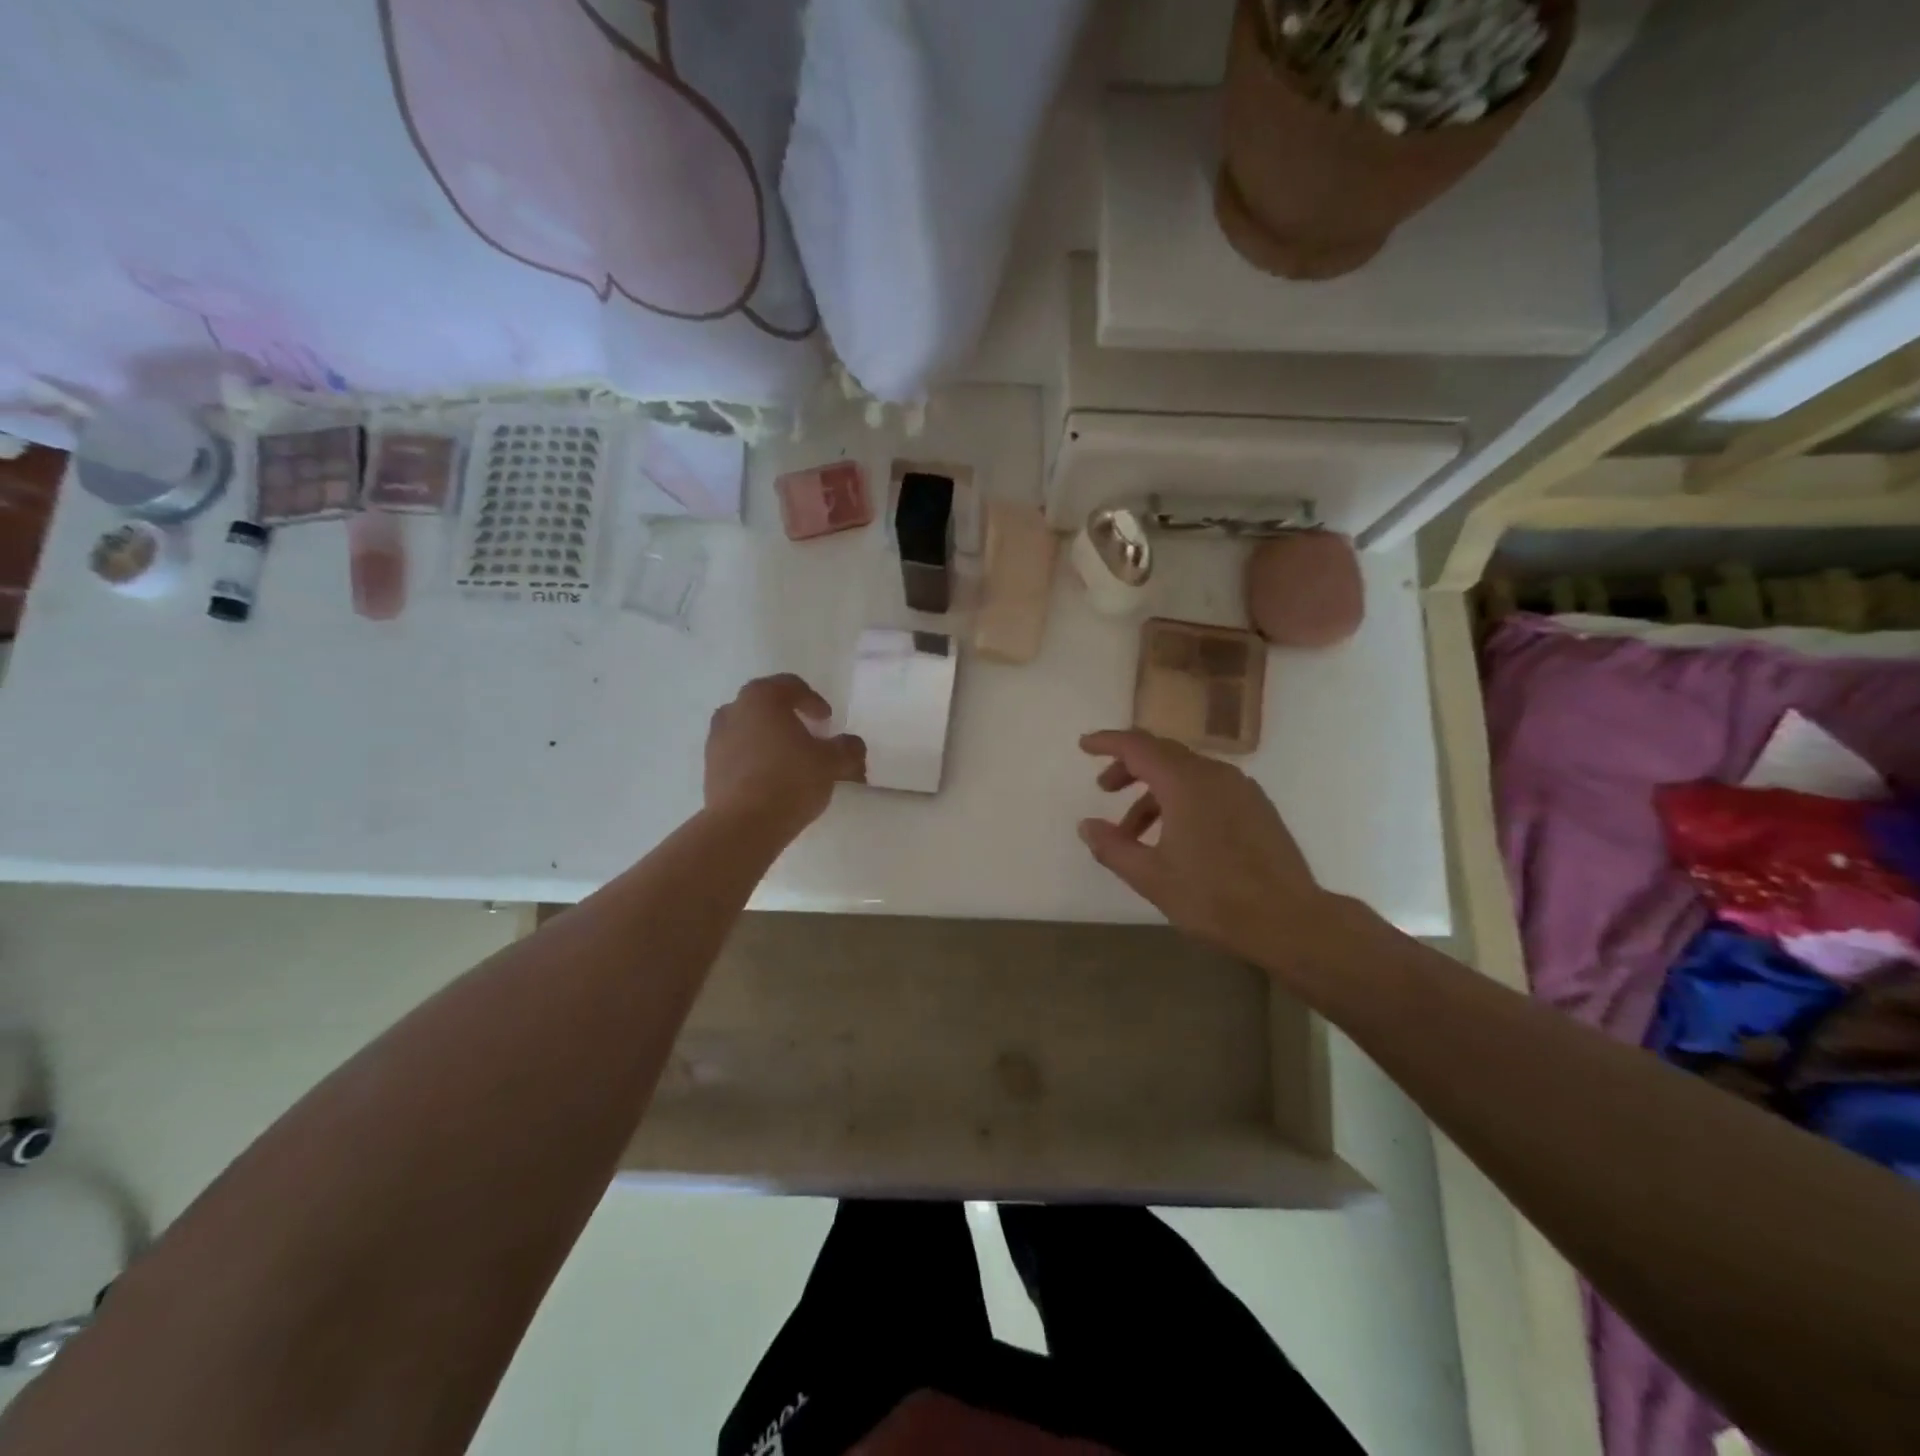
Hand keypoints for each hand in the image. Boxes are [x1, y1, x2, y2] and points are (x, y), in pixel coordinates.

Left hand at [705, 675, 864, 837]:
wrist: (743, 825)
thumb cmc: (790, 780)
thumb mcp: (832, 762)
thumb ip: (848, 748)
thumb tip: (852, 745)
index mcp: (761, 698)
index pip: (791, 686)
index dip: (813, 700)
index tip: (827, 721)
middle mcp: (733, 711)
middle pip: (766, 705)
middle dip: (789, 717)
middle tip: (809, 736)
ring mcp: (716, 740)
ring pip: (749, 729)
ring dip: (770, 739)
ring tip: (790, 760)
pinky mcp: (710, 768)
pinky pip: (738, 754)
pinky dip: (755, 759)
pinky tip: (772, 780)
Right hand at [1078, 729, 1346, 969]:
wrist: (1290, 921)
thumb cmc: (1214, 898)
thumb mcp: (1151, 877)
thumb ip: (1113, 847)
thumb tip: (1086, 826)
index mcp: (1185, 782)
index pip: (1137, 746)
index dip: (1107, 742)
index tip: (1084, 745)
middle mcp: (1214, 774)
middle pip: (1162, 753)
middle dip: (1129, 767)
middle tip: (1104, 790)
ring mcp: (1241, 788)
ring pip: (1186, 773)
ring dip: (1154, 792)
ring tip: (1133, 832)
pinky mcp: (1256, 806)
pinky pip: (1208, 788)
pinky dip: (1181, 799)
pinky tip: (1174, 836)